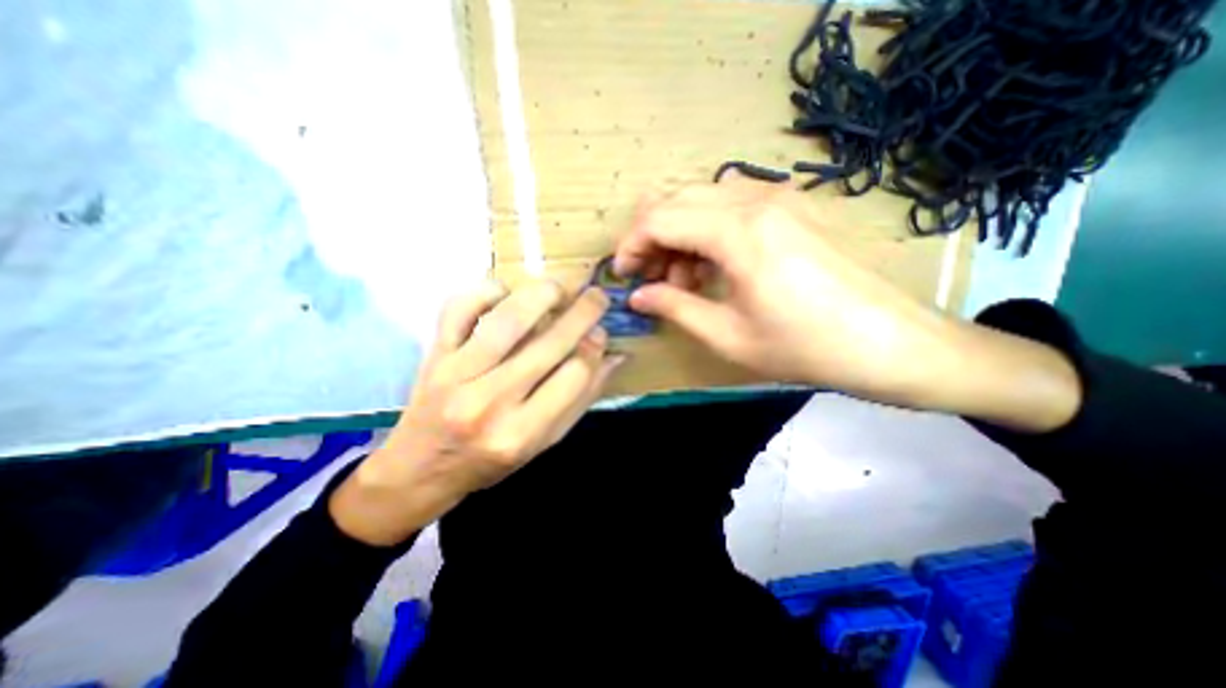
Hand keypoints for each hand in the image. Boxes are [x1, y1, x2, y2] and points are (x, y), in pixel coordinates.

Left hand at [330, 276, 623, 543]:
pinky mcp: (434, 353)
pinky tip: (507, 293)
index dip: (595, 347)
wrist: (419, 468)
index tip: (602, 331)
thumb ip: (580, 399)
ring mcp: (455, 374)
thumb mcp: (543, 442)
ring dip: (542, 294)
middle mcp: (489, 402)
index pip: (574, 375)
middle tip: (597, 295)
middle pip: (548, 344)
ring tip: (560, 288)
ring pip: (507, 320)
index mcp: (521, 433)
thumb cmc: (489, 461)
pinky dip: (487, 290)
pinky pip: (459, 307)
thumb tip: (614, 356)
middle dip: (583, 313)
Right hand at [618, 179, 1074, 431]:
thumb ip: (674, 308)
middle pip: (677, 199)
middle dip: (651, 237)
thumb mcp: (727, 336)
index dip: (632, 245)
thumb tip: (637, 296)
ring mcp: (780, 197)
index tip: (623, 275)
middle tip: (649, 277)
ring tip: (684, 279)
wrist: (890, 343)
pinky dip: (708, 230)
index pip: (660, 218)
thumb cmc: (804, 347)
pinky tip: (715, 265)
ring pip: (702, 198)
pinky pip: (731, 204)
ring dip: (680, 233)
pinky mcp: (793, 206)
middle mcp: (756, 200)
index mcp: (739, 232)